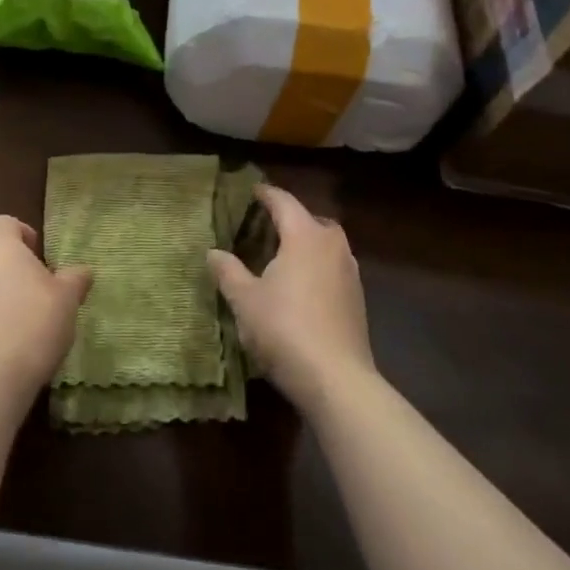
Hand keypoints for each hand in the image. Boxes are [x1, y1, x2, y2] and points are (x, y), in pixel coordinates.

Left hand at [0, 216, 91, 397]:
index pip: (11, 224)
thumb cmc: (32, 319)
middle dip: (9, 263)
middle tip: (35, 288)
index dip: (30, 242)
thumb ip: (75, 278)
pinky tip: (1, 339)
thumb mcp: (66, 297)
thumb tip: (83, 272)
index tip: (46, 267)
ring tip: (19, 317)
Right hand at [208, 185, 373, 411]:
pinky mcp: (357, 299)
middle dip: (291, 218)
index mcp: (305, 235)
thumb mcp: (245, 300)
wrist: (337, 379)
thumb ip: (228, 271)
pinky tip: (301, 287)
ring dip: (307, 244)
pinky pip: (334, 268)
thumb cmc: (285, 329)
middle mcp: (332, 245)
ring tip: (283, 256)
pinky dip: (317, 267)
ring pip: (326, 244)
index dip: (266, 194)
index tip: (252, 190)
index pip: (283, 202)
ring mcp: (350, 272)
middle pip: (311, 220)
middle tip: (267, 225)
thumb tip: (212, 252)